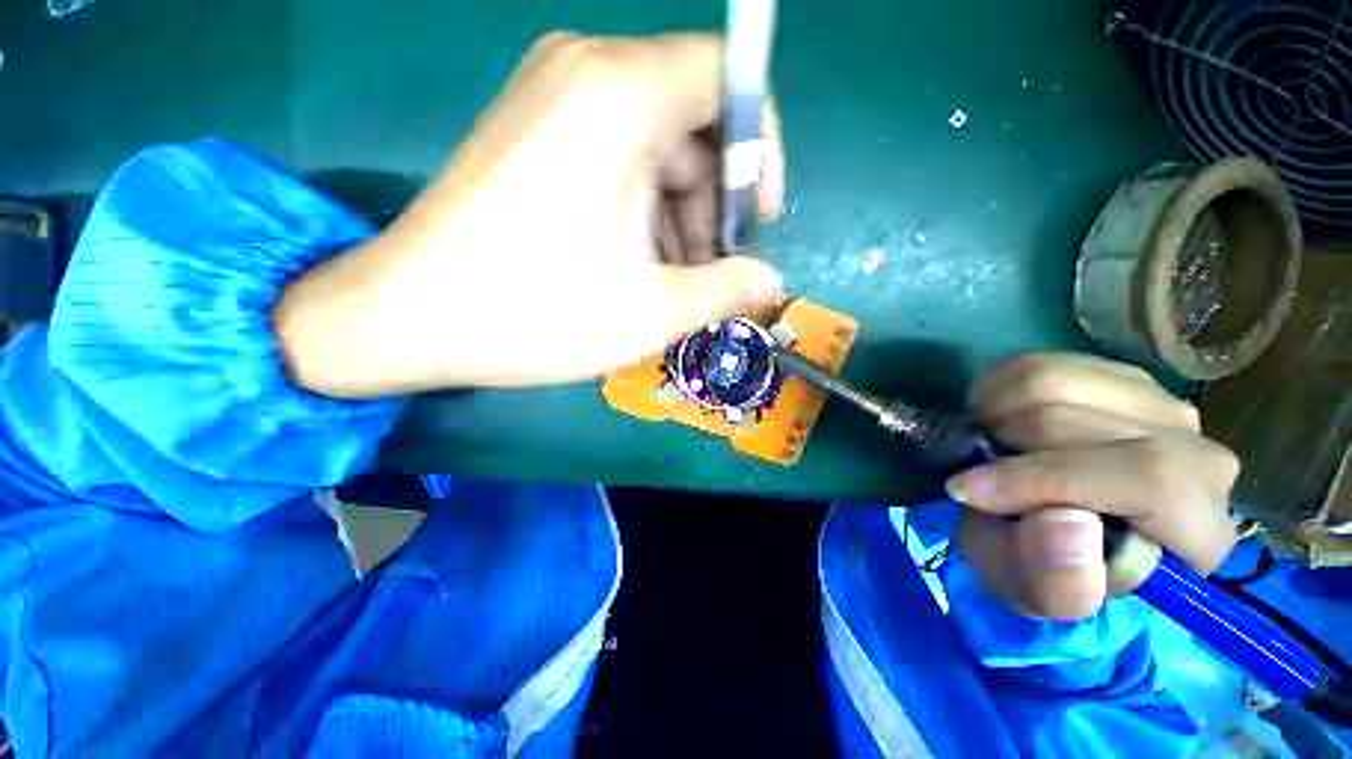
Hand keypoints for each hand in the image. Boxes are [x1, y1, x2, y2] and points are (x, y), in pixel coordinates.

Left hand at [276, 32, 784, 396]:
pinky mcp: (537, 133)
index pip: (729, 79)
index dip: (760, 148)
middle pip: (693, 121)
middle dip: (715, 203)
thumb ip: (725, 289)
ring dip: (681, 215)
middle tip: (713, 272)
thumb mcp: (650, 310)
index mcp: (619, 95)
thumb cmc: (534, 313)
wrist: (409, 316)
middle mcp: (586, 72)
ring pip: (658, 146)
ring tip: (675, 281)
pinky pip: (620, 156)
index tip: (757, 219)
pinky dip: (645, 209)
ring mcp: (554, 98)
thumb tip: (769, 279)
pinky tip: (639, 263)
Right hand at [948, 353, 1238, 620]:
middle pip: (1088, 424)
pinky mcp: (1118, 377)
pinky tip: (998, 420)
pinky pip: (1043, 362)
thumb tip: (1068, 523)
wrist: (1051, 529)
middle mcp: (1199, 456)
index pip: (1151, 479)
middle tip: (977, 471)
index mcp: (1199, 531)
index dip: (1049, 479)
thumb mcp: (1036, 594)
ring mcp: (1160, 406)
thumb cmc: (1047, 568)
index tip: (969, 489)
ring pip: (1059, 383)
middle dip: (1009, 448)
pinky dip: (997, 390)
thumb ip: (1057, 582)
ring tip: (989, 446)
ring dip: (998, 415)